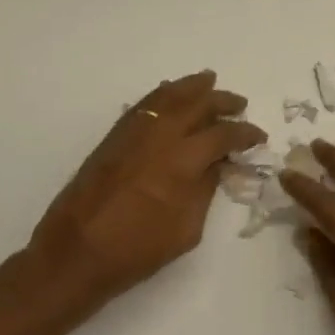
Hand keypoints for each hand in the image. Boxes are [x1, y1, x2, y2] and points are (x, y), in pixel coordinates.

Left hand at [30, 70, 265, 304]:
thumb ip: (204, 191)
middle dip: (221, 101)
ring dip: (191, 87)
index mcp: (182, 162)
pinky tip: (170, 96)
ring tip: (208, 81)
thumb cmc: (137, 250)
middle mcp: (159, 138)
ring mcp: (133, 134)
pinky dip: (161, 95)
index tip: (258, 136)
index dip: (244, 134)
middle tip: (239, 105)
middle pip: (196, 105)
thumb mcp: (186, 229)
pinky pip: (143, 106)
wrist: (76, 253)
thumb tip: (215, 165)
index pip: (222, 136)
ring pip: (166, 97)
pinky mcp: (113, 138)